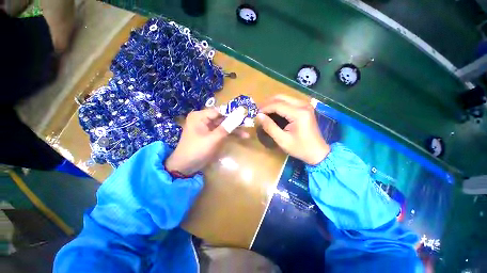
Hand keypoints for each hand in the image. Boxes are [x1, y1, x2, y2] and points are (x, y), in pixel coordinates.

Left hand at [165, 107, 246, 175]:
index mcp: (200, 116)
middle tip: (248, 123)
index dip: (232, 113)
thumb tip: (239, 115)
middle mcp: (203, 119)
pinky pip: (222, 132)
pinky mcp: (211, 135)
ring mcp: (208, 127)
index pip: (219, 111)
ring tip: (247, 133)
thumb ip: (226, 128)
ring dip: (235, 129)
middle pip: (222, 118)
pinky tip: (241, 136)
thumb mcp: (212, 139)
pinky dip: (231, 134)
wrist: (185, 166)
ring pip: (224, 125)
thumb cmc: (196, 150)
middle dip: (235, 122)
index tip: (245, 114)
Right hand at [257, 95, 329, 164]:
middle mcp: (303, 105)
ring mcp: (305, 105)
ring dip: (273, 102)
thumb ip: (270, 127)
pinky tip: (274, 111)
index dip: (265, 108)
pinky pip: (289, 101)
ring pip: (285, 97)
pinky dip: (279, 104)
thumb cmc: (300, 148)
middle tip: (259, 111)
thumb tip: (259, 116)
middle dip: (268, 103)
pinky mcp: (305, 107)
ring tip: (264, 111)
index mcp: (299, 113)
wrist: (317, 152)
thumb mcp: (282, 140)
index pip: (277, 105)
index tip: (255, 113)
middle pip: (281, 97)